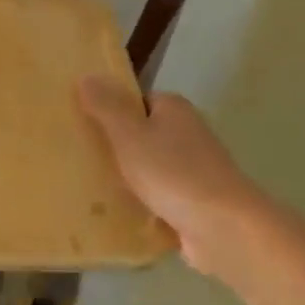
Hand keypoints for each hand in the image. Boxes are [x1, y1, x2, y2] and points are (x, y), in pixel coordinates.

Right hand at [77, 76, 269, 283]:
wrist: (225, 229)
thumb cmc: (174, 174)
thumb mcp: (130, 136)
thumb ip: (106, 107)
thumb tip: (86, 76)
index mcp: (174, 109)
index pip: (135, 101)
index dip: (109, 111)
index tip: (82, 126)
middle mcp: (187, 134)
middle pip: (141, 135)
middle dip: (115, 148)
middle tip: (79, 159)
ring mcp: (194, 171)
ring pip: (149, 169)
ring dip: (127, 180)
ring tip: (88, 189)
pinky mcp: (194, 204)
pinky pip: (159, 199)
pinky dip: (141, 205)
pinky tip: (116, 216)